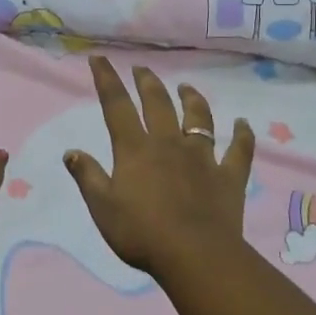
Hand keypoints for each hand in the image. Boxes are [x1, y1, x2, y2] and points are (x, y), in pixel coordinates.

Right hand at [63, 57, 255, 275]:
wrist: (195, 256)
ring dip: (192, 99)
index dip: (107, 79)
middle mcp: (168, 143)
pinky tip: (244, 124)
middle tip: (141, 68)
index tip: (100, 58)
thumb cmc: (142, 233)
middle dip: (147, 82)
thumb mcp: (102, 207)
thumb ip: (88, 176)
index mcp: (135, 149)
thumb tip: (71, 151)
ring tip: (186, 87)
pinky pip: (239, 151)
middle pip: (158, 103)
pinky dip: (243, 136)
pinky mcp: (228, 176)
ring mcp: (202, 158)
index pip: (116, 106)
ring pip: (199, 118)